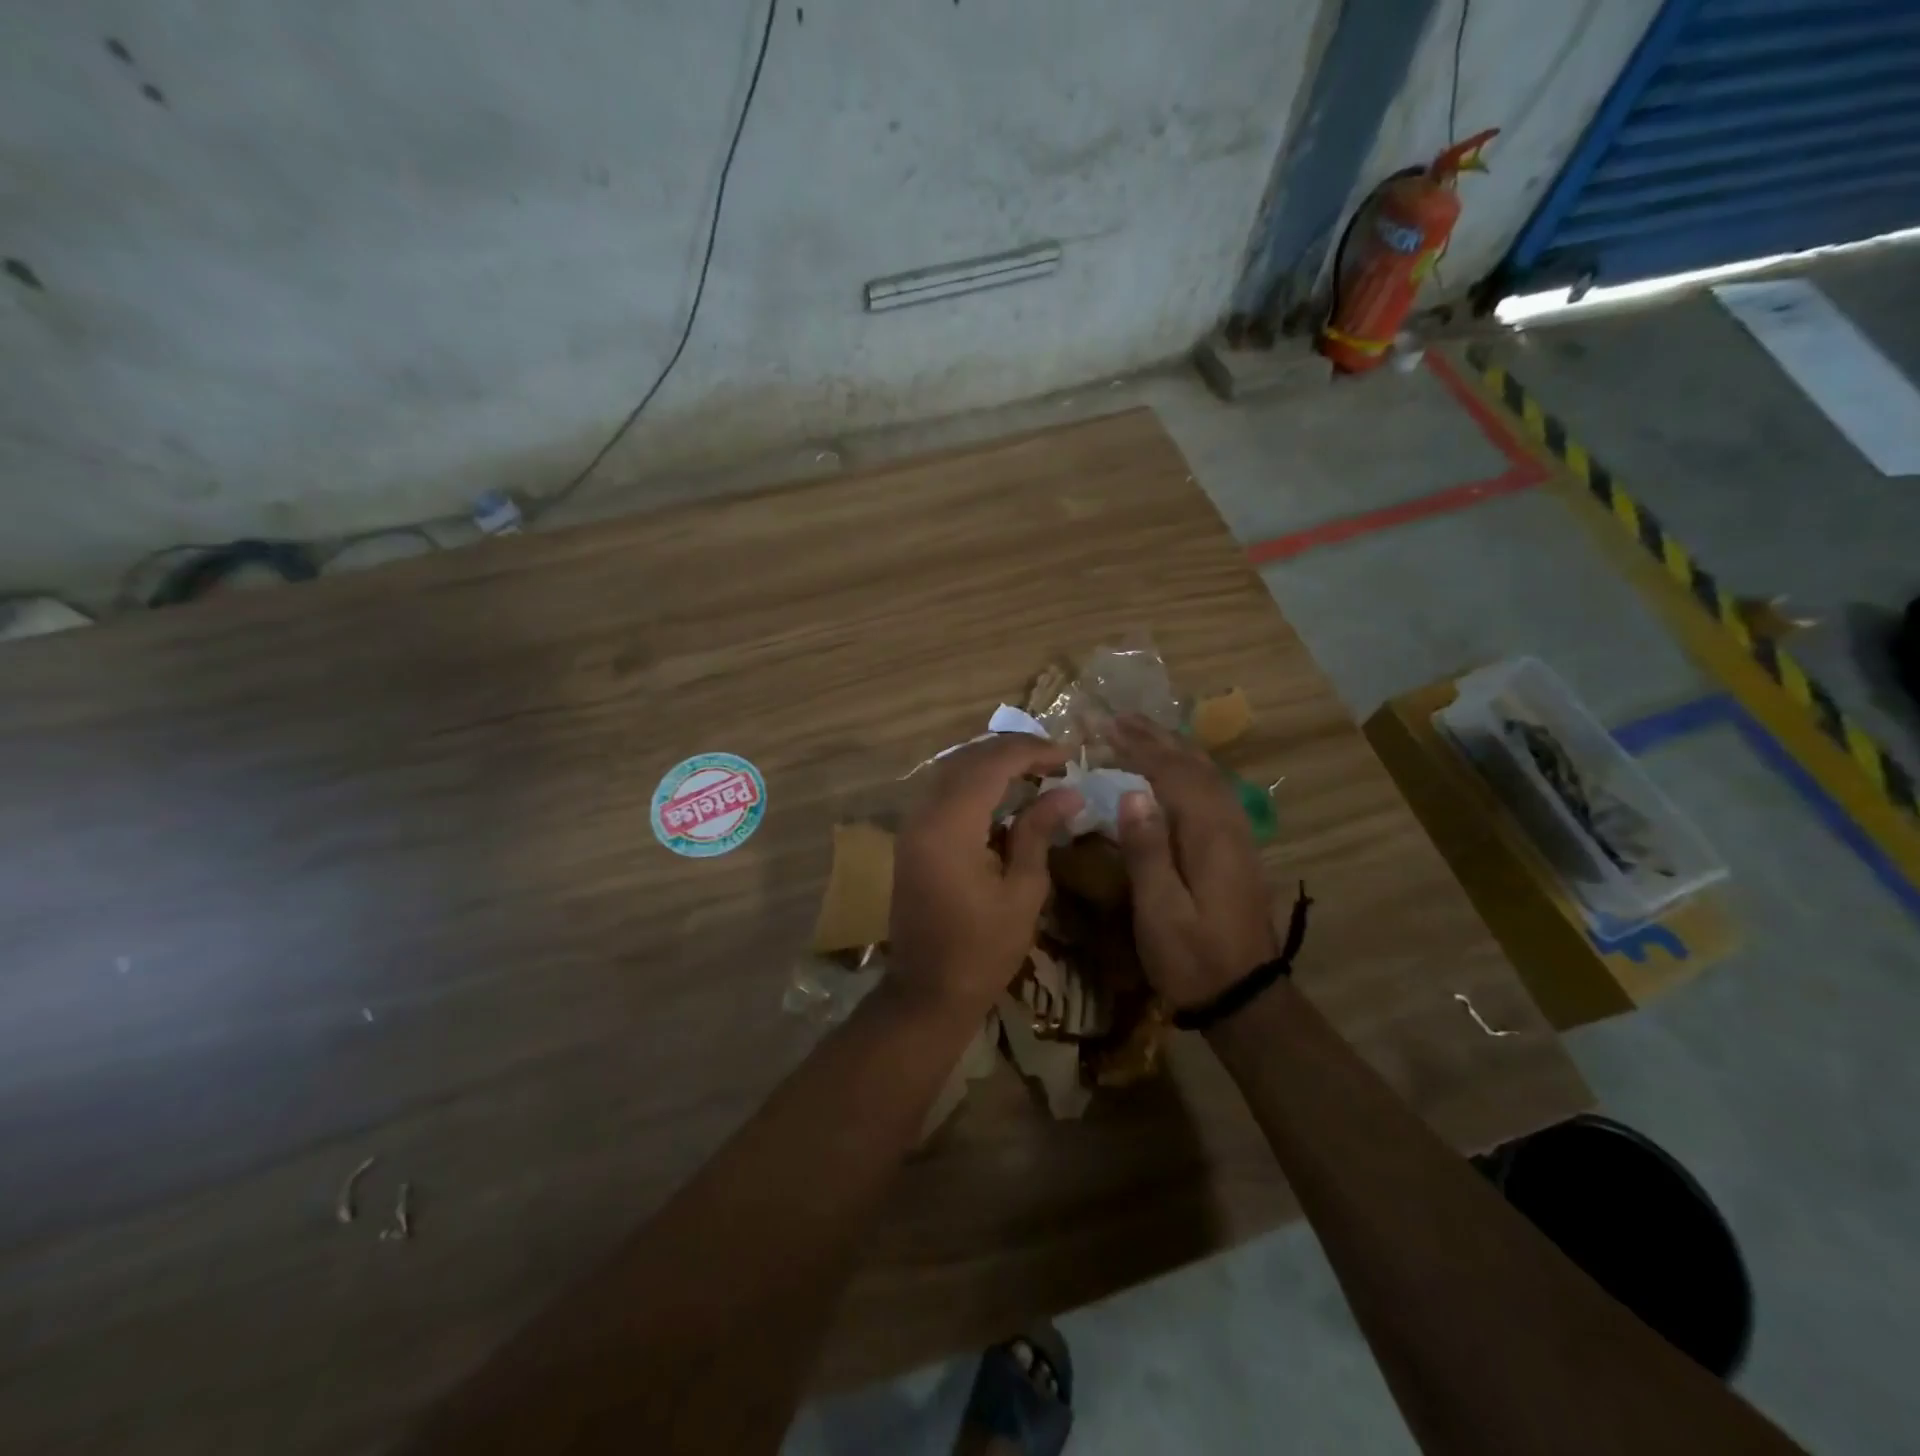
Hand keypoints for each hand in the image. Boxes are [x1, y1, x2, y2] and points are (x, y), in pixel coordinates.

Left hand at [889, 735, 1082, 1014]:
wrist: (927, 991)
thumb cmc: (983, 950)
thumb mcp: (1023, 891)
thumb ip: (1038, 832)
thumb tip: (1068, 792)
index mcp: (950, 826)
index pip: (991, 763)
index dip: (1031, 751)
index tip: (1068, 756)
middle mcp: (924, 814)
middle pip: (967, 758)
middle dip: (1011, 750)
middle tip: (1054, 758)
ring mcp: (912, 825)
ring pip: (951, 770)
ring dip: (991, 762)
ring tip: (1034, 768)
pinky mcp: (911, 837)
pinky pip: (942, 790)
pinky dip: (973, 781)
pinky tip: (1002, 791)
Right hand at [1110, 714, 1276, 1010]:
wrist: (1246, 997)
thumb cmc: (1193, 958)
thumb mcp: (1161, 912)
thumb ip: (1147, 851)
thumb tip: (1132, 793)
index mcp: (1208, 836)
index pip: (1172, 775)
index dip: (1139, 747)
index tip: (1106, 725)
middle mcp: (1229, 825)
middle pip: (1194, 767)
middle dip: (1156, 738)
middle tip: (1120, 717)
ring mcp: (1238, 836)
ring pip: (1209, 776)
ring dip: (1174, 749)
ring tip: (1143, 732)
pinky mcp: (1237, 849)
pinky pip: (1214, 792)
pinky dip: (1190, 769)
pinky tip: (1178, 771)